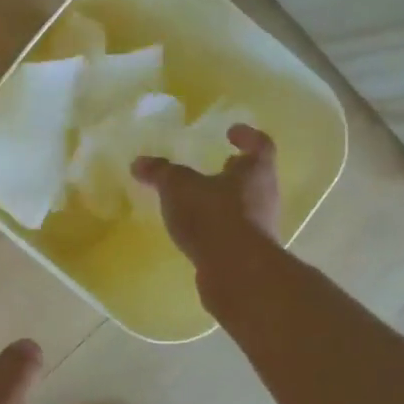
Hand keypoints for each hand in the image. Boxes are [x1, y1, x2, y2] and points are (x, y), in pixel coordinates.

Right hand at [132, 124, 281, 271]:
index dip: (247, 135)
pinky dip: (216, 226)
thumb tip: (139, 162)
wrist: (237, 272)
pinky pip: (233, 231)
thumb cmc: (213, 215)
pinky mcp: (250, 253)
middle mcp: (265, 195)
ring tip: (197, 199)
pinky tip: (195, 229)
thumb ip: (160, 172)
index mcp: (255, 171)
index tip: (231, 131)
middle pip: (254, 177)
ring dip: (225, 200)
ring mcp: (260, 227)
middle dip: (234, 171)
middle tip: (216, 164)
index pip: (260, 145)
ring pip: (244, 205)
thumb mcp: (178, 186)